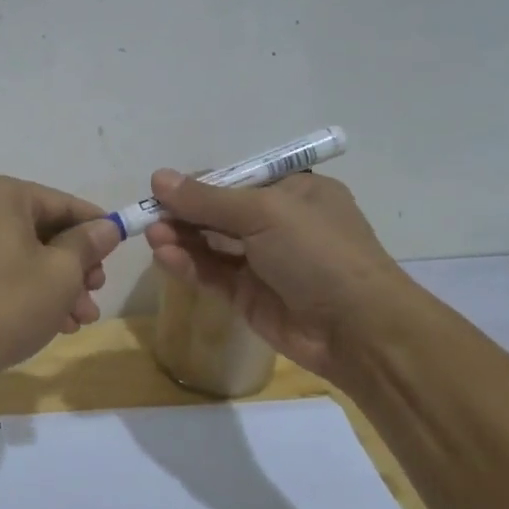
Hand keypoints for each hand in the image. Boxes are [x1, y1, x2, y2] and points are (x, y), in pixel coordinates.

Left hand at [0, 173, 120, 385]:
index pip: (61, 203)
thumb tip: (107, 227)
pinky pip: (6, 270)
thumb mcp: (61, 272)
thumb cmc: (8, 303)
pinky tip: (58, 323)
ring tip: (81, 319)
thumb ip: (88, 243)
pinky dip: (32, 290)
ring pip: (27, 254)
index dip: (96, 227)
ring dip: (59, 285)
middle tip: (97, 293)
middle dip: (77, 266)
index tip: (121, 248)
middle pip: (45, 230)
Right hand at [143, 169, 406, 377]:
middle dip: (185, 213)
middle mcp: (279, 223)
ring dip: (181, 238)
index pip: (236, 180)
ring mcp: (264, 262)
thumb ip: (207, 199)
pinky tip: (164, 256)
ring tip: (152, 235)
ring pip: (212, 244)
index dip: (199, 184)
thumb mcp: (265, 213)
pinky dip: (188, 264)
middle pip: (219, 212)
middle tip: (149, 216)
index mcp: (294, 192)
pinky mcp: (250, 296)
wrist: (359, 330)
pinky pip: (213, 274)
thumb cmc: (319, 253)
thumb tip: (158, 178)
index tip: (164, 189)